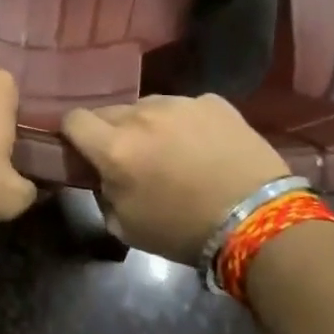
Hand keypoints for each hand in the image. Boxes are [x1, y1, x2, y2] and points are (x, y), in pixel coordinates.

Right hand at [61, 94, 292, 263]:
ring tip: (173, 152)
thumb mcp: (127, 228)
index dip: (73, 134)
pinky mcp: (214, 102)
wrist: (260, 221)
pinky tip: (204, 147)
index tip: (84, 151)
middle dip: (112, 132)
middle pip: (110, 111)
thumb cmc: (186, 231)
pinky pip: (186, 107)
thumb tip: (103, 179)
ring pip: (148, 106)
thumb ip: (103, 195)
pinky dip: (187, 123)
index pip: (73, 120)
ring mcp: (180, 103)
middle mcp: (142, 115)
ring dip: (149, 125)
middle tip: (132, 158)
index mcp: (115, 147)